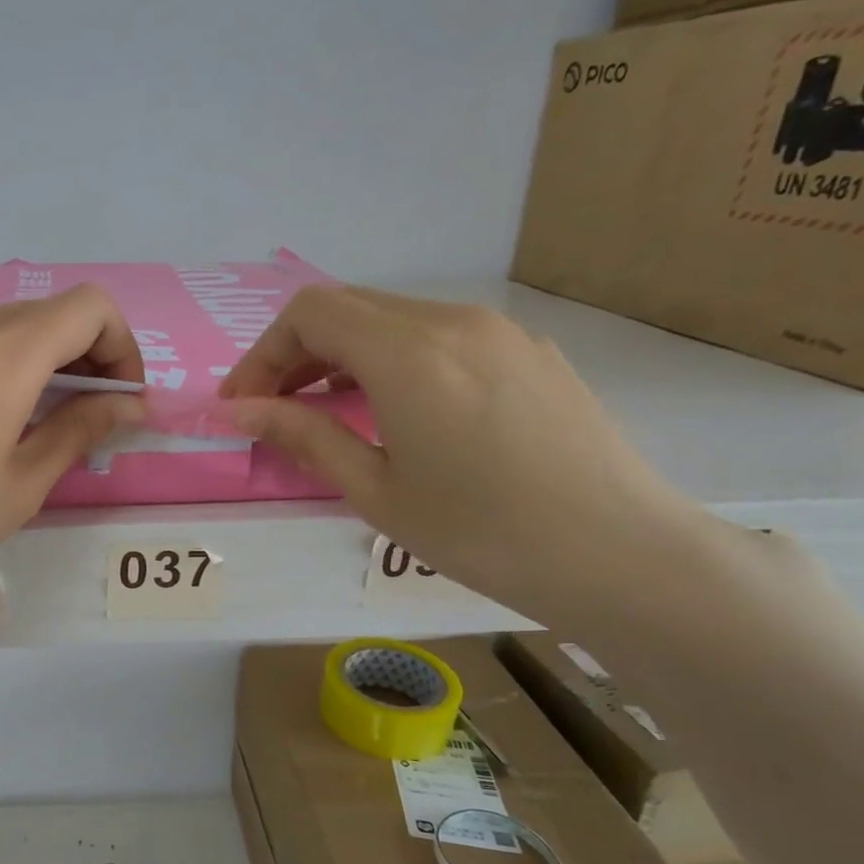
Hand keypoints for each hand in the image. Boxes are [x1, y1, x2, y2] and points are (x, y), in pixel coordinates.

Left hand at [0, 287, 143, 743]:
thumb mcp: (25, 484)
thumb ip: (83, 428)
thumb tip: (131, 404)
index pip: (86, 307)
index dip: (119, 344)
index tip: (115, 396)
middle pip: (38, 314)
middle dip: (75, 355)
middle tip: (77, 413)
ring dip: (21, 361)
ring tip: (12, 422)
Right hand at [220, 284, 715, 627]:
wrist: (621, 555)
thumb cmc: (482, 533)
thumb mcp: (376, 491)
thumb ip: (305, 436)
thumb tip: (242, 410)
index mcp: (408, 353)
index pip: (309, 314)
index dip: (262, 354)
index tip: (244, 406)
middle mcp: (453, 321)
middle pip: (348, 307)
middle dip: (295, 353)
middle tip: (274, 410)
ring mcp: (500, 331)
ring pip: (394, 318)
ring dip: (343, 355)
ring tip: (327, 413)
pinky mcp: (529, 352)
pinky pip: (440, 336)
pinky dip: (393, 360)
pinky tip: (397, 412)